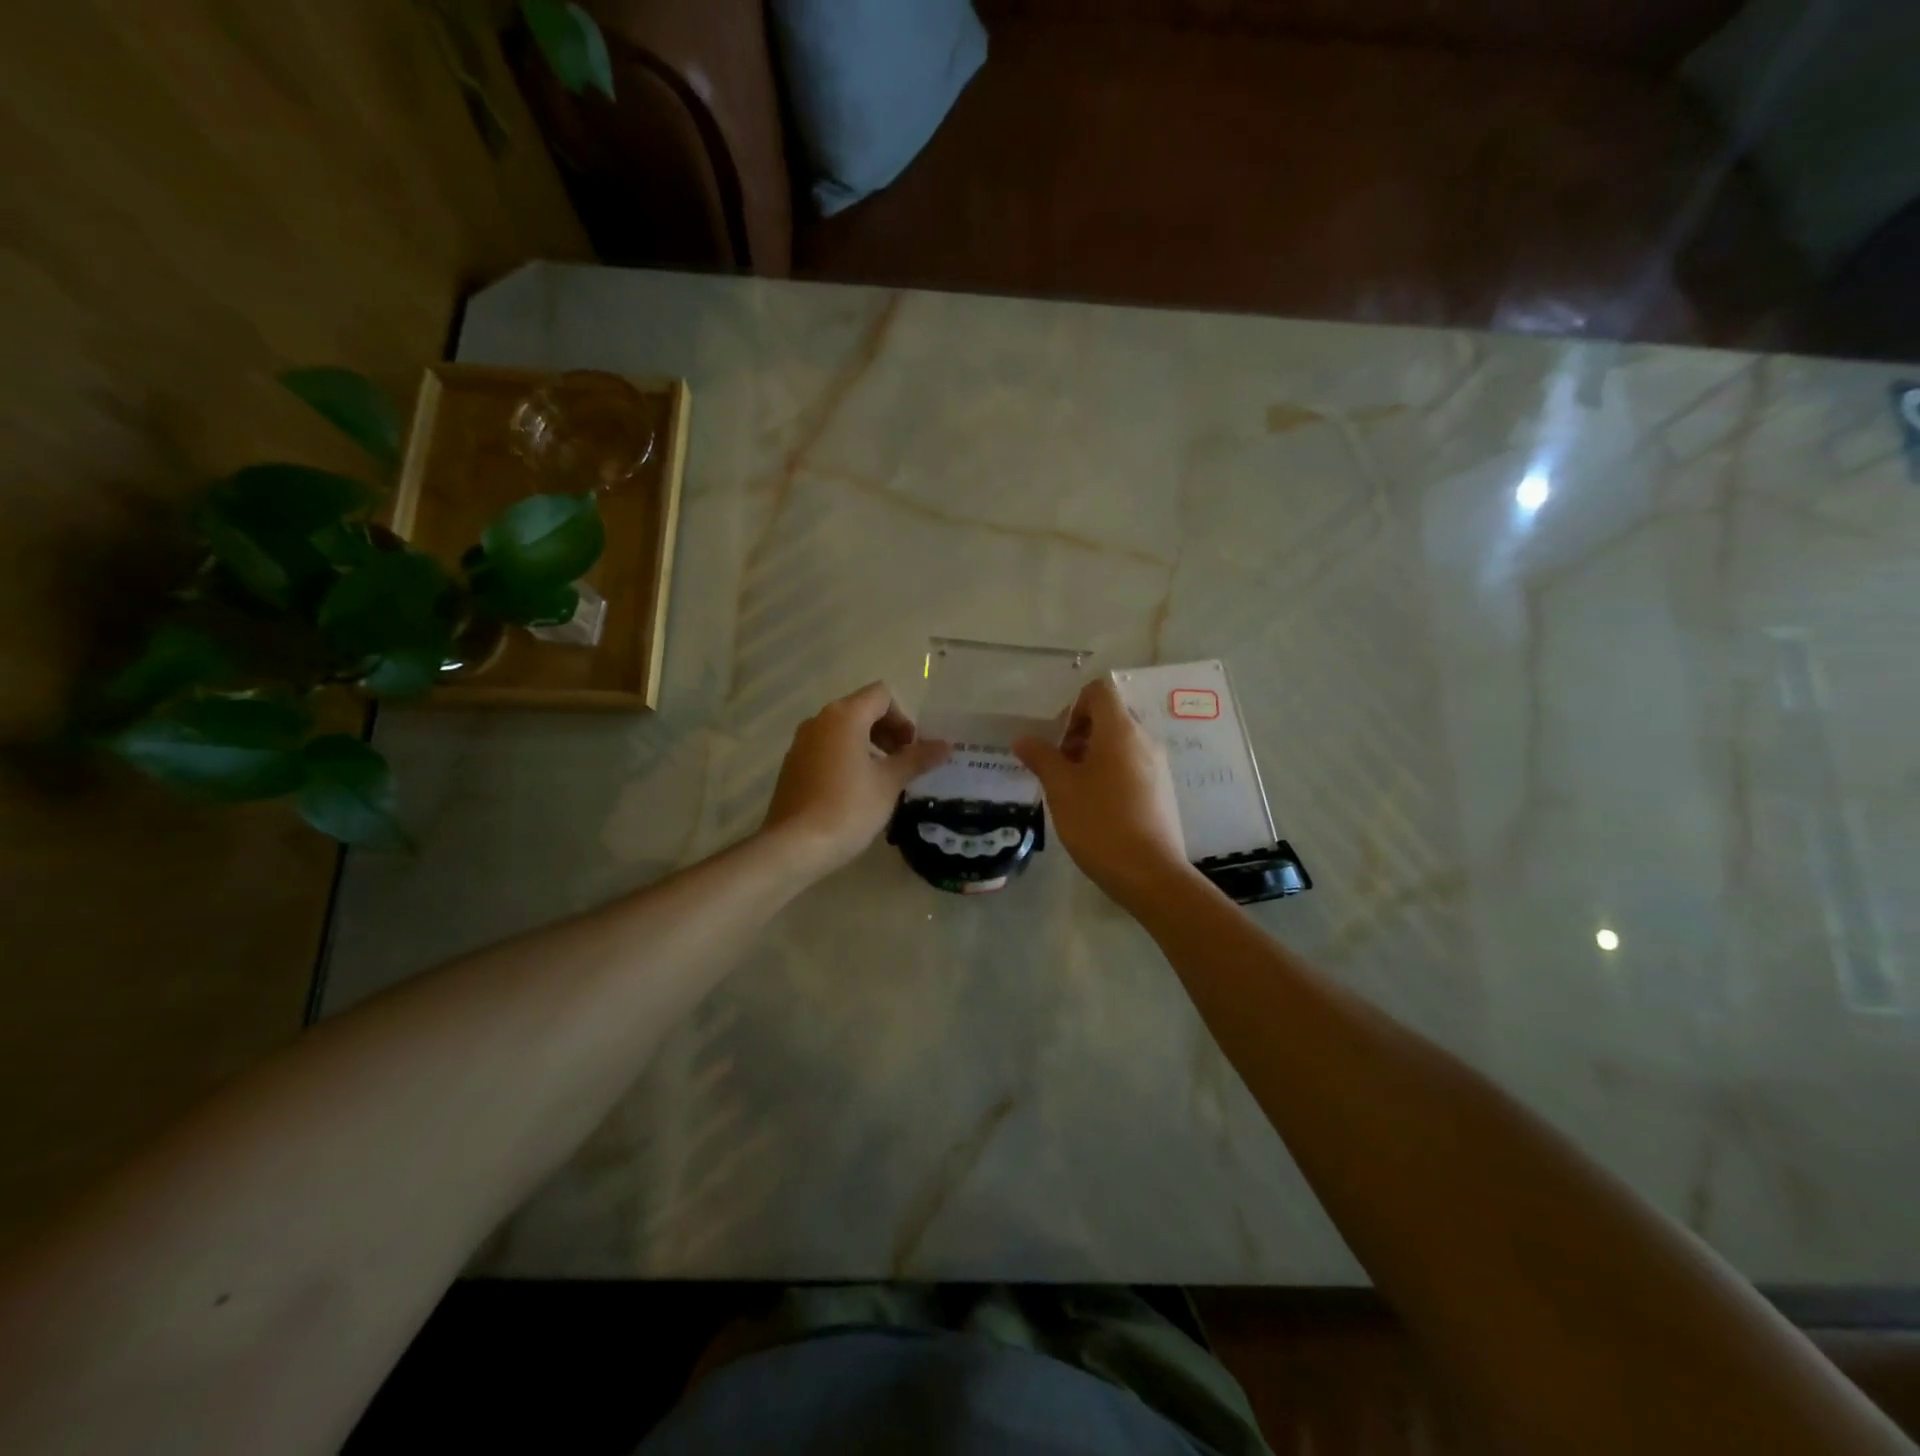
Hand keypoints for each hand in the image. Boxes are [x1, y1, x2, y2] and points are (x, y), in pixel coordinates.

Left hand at [762, 682, 949, 877]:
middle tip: (902, 763)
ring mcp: (801, 742)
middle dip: (887, 731)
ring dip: (868, 744)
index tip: (911, 749)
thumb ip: (917, 759)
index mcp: (844, 716)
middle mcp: (819, 720)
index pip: (881, 695)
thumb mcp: (889, 783)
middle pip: (861, 709)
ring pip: (843, 729)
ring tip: (882, 778)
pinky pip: (826, 748)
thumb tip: (945, 745)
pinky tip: (855, 790)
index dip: (903, 718)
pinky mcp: (792, 764)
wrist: (795, 846)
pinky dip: (846, 757)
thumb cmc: (848, 808)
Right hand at [1014, 676, 1188, 906]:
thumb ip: (1041, 757)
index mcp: (1121, 730)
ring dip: (1093, 755)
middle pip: (1110, 716)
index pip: (1099, 691)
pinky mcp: (1161, 790)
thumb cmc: (1099, 822)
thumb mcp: (1060, 788)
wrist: (1149, 873)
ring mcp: (1157, 766)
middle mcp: (1144, 740)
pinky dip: (1111, 773)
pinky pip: (1132, 766)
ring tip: (1074, 790)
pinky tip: (1096, 807)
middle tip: (1060, 766)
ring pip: (1120, 743)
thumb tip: (1023, 739)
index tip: (1059, 740)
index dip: (1074, 706)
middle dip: (1080, 734)